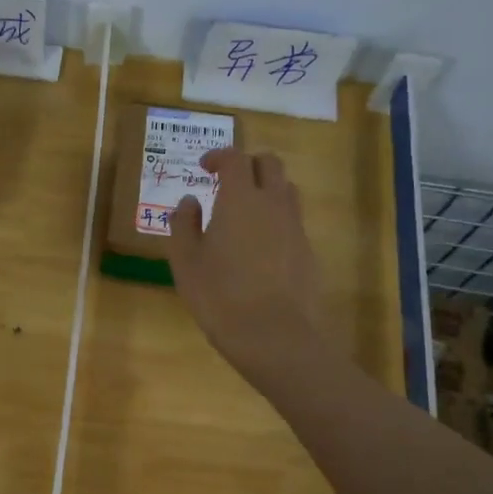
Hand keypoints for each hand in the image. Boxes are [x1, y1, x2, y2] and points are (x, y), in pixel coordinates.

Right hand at [165, 149, 335, 399]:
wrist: (276, 336)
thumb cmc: (220, 296)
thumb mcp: (186, 262)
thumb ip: (183, 225)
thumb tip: (189, 202)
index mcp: (240, 199)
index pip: (235, 159)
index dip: (218, 157)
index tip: (203, 167)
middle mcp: (273, 203)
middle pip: (269, 164)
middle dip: (248, 165)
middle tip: (226, 183)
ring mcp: (296, 227)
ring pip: (286, 189)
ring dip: (266, 189)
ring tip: (244, 212)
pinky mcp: (308, 251)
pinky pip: (293, 220)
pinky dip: (276, 219)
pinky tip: (259, 247)